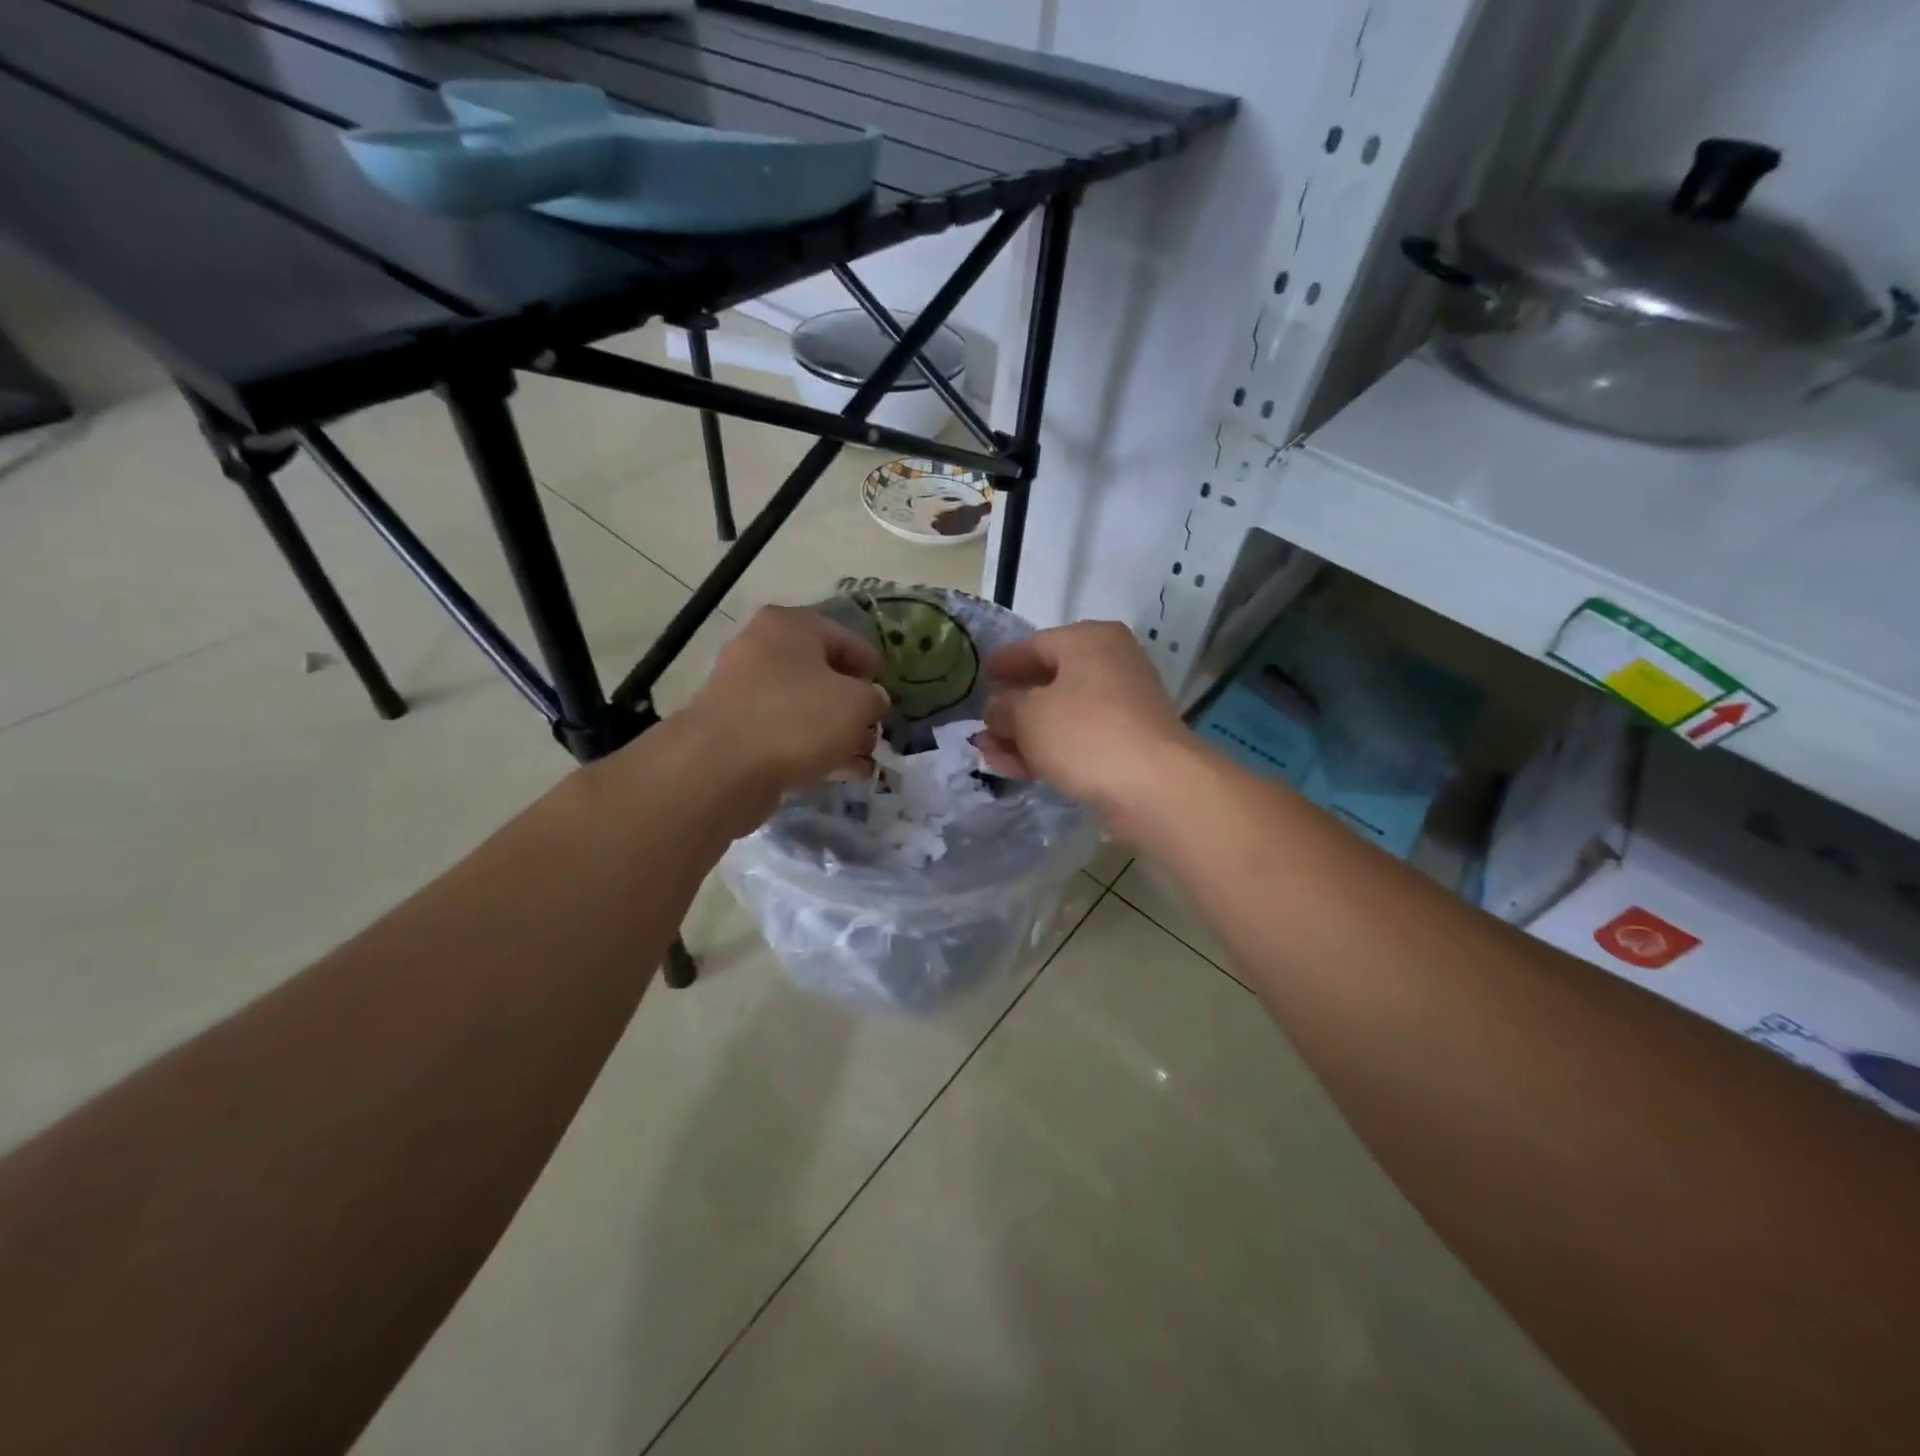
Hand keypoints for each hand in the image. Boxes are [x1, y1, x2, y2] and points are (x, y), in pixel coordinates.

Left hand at [681, 605, 886, 798]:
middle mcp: (761, 650)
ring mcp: (743, 692)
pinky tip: (841, 773)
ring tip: (864, 758)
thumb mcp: (857, 704)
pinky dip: (814, 749)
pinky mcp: (735, 732)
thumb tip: (870, 702)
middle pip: (822, 674)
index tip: (887, 694)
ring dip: (837, 732)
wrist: (721, 768)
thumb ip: (874, 698)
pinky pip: (786, 734)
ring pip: (804, 708)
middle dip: (853, 705)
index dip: (872, 667)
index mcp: (789, 626)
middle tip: (874, 729)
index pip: (845, 638)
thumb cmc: (797, 719)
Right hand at [976, 621, 1191, 826]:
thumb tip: (998, 708)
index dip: (1002, 664)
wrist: (1155, 786)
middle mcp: (1109, 663)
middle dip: (1010, 710)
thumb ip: (1004, 707)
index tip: (980, 677)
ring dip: (1025, 736)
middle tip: (982, 729)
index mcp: (1088, 640)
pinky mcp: (1128, 740)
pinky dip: (1050, 750)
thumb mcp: (1028, 716)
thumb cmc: (1086, 734)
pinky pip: (1078, 738)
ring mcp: (1123, 703)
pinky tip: (1022, 771)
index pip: (1033, 645)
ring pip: (1061, 715)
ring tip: (992, 757)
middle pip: (1047, 683)